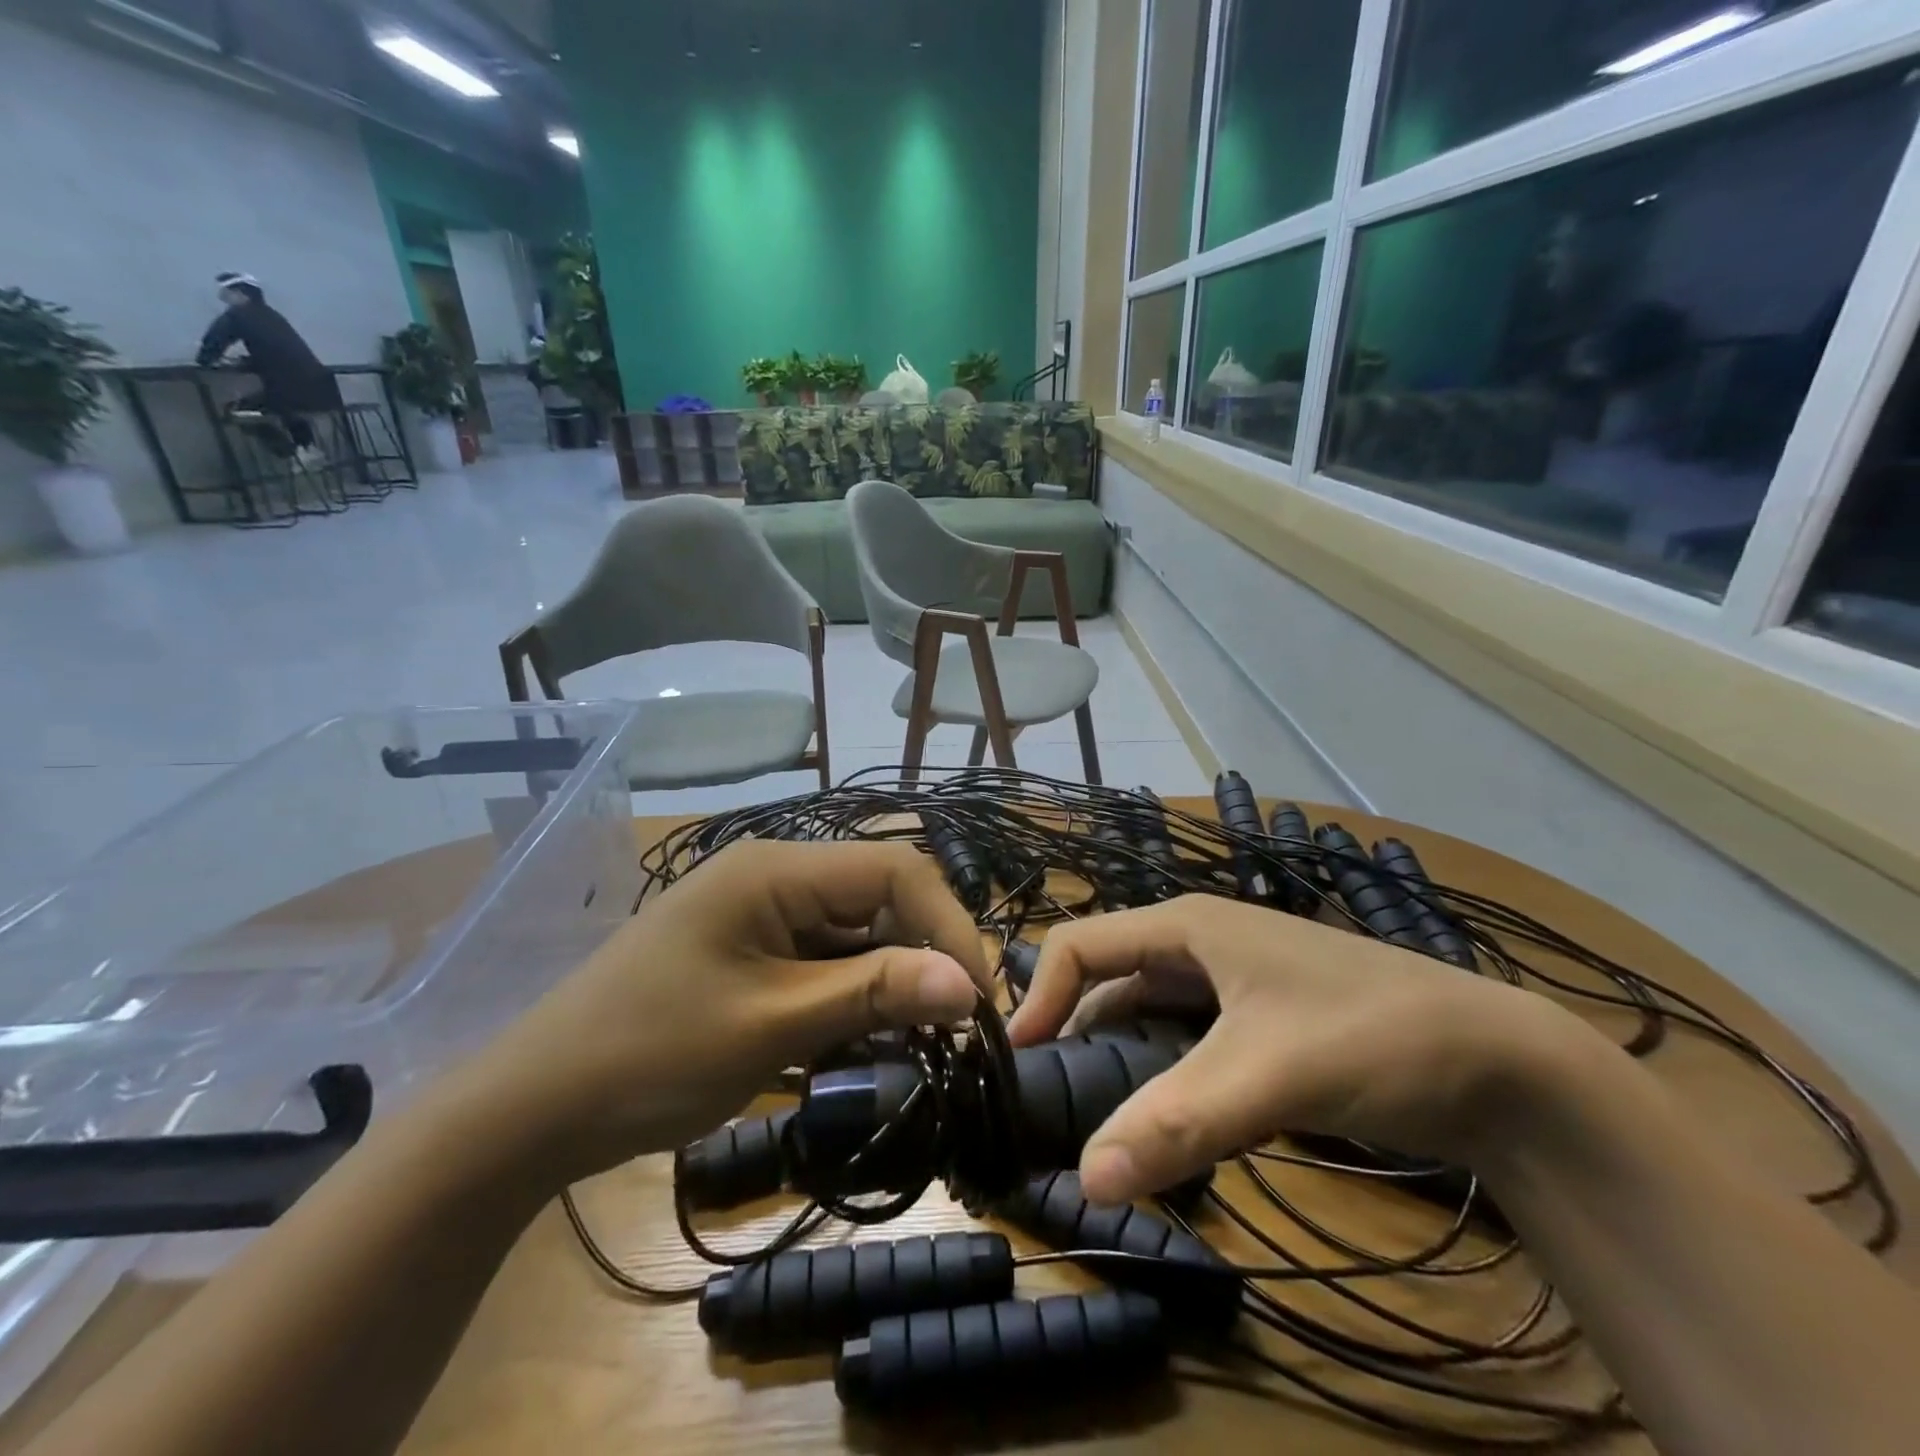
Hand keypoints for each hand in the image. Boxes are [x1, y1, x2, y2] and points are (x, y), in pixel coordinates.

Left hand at [457, 840, 988, 1187]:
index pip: (894, 870)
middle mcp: (775, 874)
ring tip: (916, 1040)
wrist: (534, 1107)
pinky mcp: (752, 948)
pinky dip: (853, 994)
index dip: (947, 925)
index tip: (976, 999)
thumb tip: (969, 985)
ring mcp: (761, 912)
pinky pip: (825, 958)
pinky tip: (862, 1039)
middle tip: (953, 1027)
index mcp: (777, 869)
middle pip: (878, 896)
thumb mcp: (772, 1026)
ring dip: (890, 979)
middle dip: (922, 954)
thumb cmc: (650, 1056)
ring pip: (856, 930)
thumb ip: (873, 994)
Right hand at [1006, 895, 1594, 1203]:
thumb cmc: (1372, 1036)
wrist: (1501, 1065)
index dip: (1039, 997)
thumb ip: (1177, 1124)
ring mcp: (1230, 981)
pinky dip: (1157, 1071)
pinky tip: (1155, 1115)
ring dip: (1115, 1056)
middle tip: (1044, 1103)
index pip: (1080, 945)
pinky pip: (1182, 1037)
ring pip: (1145, 1011)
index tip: (1014, 1064)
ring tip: (1088, 1118)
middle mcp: (1199, 943)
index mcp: (1185, 926)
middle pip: (1108, 978)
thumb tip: (1084, 1181)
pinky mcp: (1256, 1020)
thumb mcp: (1268, 1076)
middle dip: (1071, 1030)